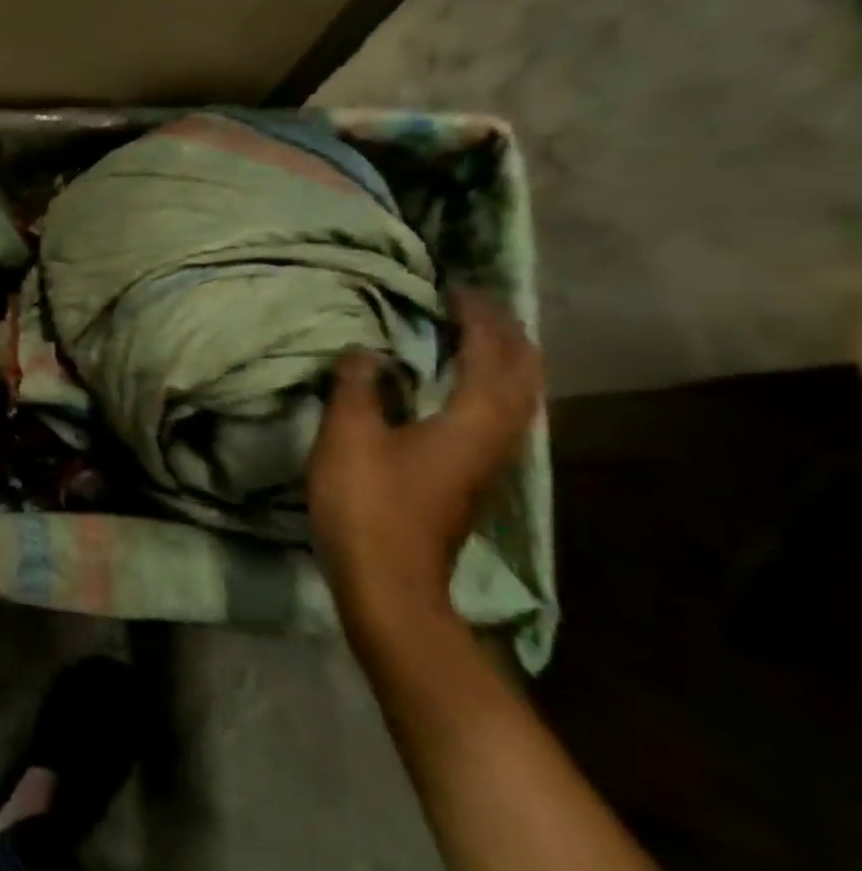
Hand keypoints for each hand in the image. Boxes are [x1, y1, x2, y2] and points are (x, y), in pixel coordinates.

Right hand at [307, 291, 541, 629]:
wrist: (388, 581)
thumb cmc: (368, 504)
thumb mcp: (349, 437)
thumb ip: (358, 386)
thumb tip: (365, 351)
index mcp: (475, 417)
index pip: (492, 351)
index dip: (477, 316)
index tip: (454, 288)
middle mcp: (498, 434)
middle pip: (522, 371)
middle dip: (503, 333)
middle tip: (470, 306)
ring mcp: (490, 460)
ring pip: (515, 395)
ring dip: (500, 359)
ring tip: (469, 336)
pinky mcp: (472, 477)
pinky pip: (496, 413)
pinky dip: (486, 385)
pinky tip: (456, 386)